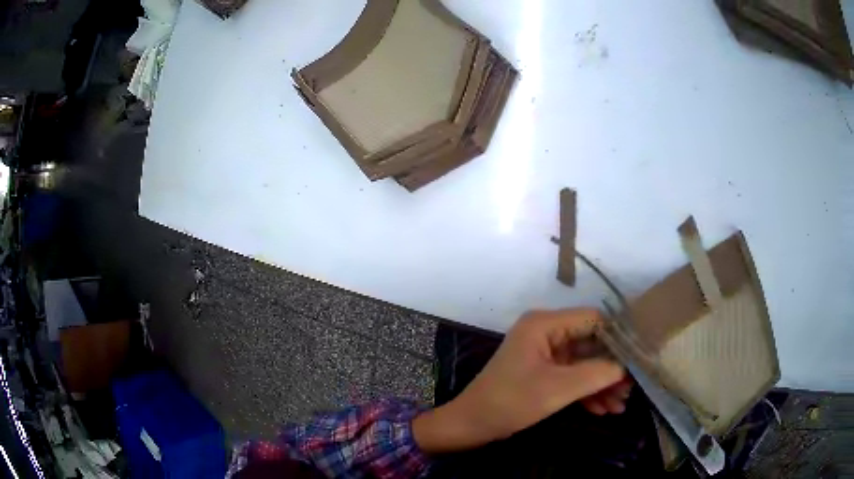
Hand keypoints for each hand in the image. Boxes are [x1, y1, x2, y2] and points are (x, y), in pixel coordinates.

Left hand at [413, 309, 628, 453]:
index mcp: (544, 324)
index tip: (639, 358)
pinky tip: (602, 410)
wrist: (471, 426)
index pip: (593, 319)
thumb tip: (628, 366)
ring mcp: (544, 354)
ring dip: (602, 384)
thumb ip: (596, 374)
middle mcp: (546, 333)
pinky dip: (587, 392)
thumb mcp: (557, 389)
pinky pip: (572, 378)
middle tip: (632, 389)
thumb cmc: (509, 403)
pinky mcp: (543, 373)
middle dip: (611, 369)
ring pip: (584, 364)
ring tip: (620, 405)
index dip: (618, 337)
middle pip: (591, 344)